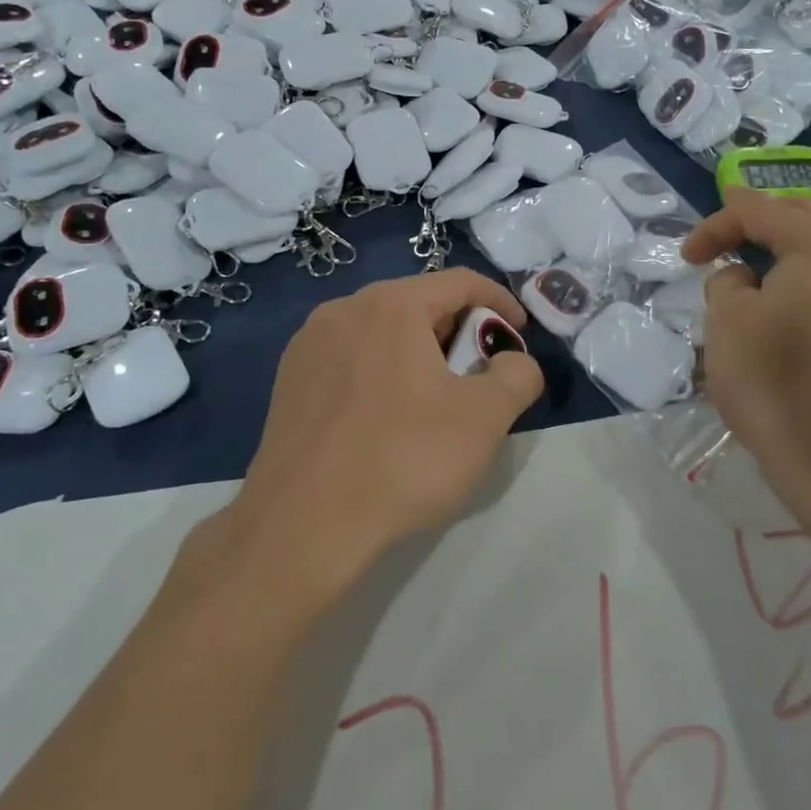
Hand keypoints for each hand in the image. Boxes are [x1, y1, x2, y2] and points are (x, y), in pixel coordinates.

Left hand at [223, 270, 542, 604]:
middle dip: (460, 332)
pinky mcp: (289, 381)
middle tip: (481, 376)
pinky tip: (387, 419)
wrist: (301, 528)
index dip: (501, 302)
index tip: (521, 335)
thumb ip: (518, 375)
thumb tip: (513, 362)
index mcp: (391, 305)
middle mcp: (344, 310)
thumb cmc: (402, 460)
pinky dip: (382, 372)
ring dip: (420, 354)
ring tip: (436, 400)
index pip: (461, 281)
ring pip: (382, 332)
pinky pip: (351, 359)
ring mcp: (308, 345)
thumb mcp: (485, 418)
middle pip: (419, 303)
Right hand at [682, 190, 810, 523]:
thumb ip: (727, 284)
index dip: (715, 226)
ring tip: (766, 259)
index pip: (759, 210)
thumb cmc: (781, 388)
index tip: (687, 258)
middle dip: (760, 222)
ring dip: (793, 247)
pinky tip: (806, 297)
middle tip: (725, 242)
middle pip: (807, 215)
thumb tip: (747, 281)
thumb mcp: (727, 327)